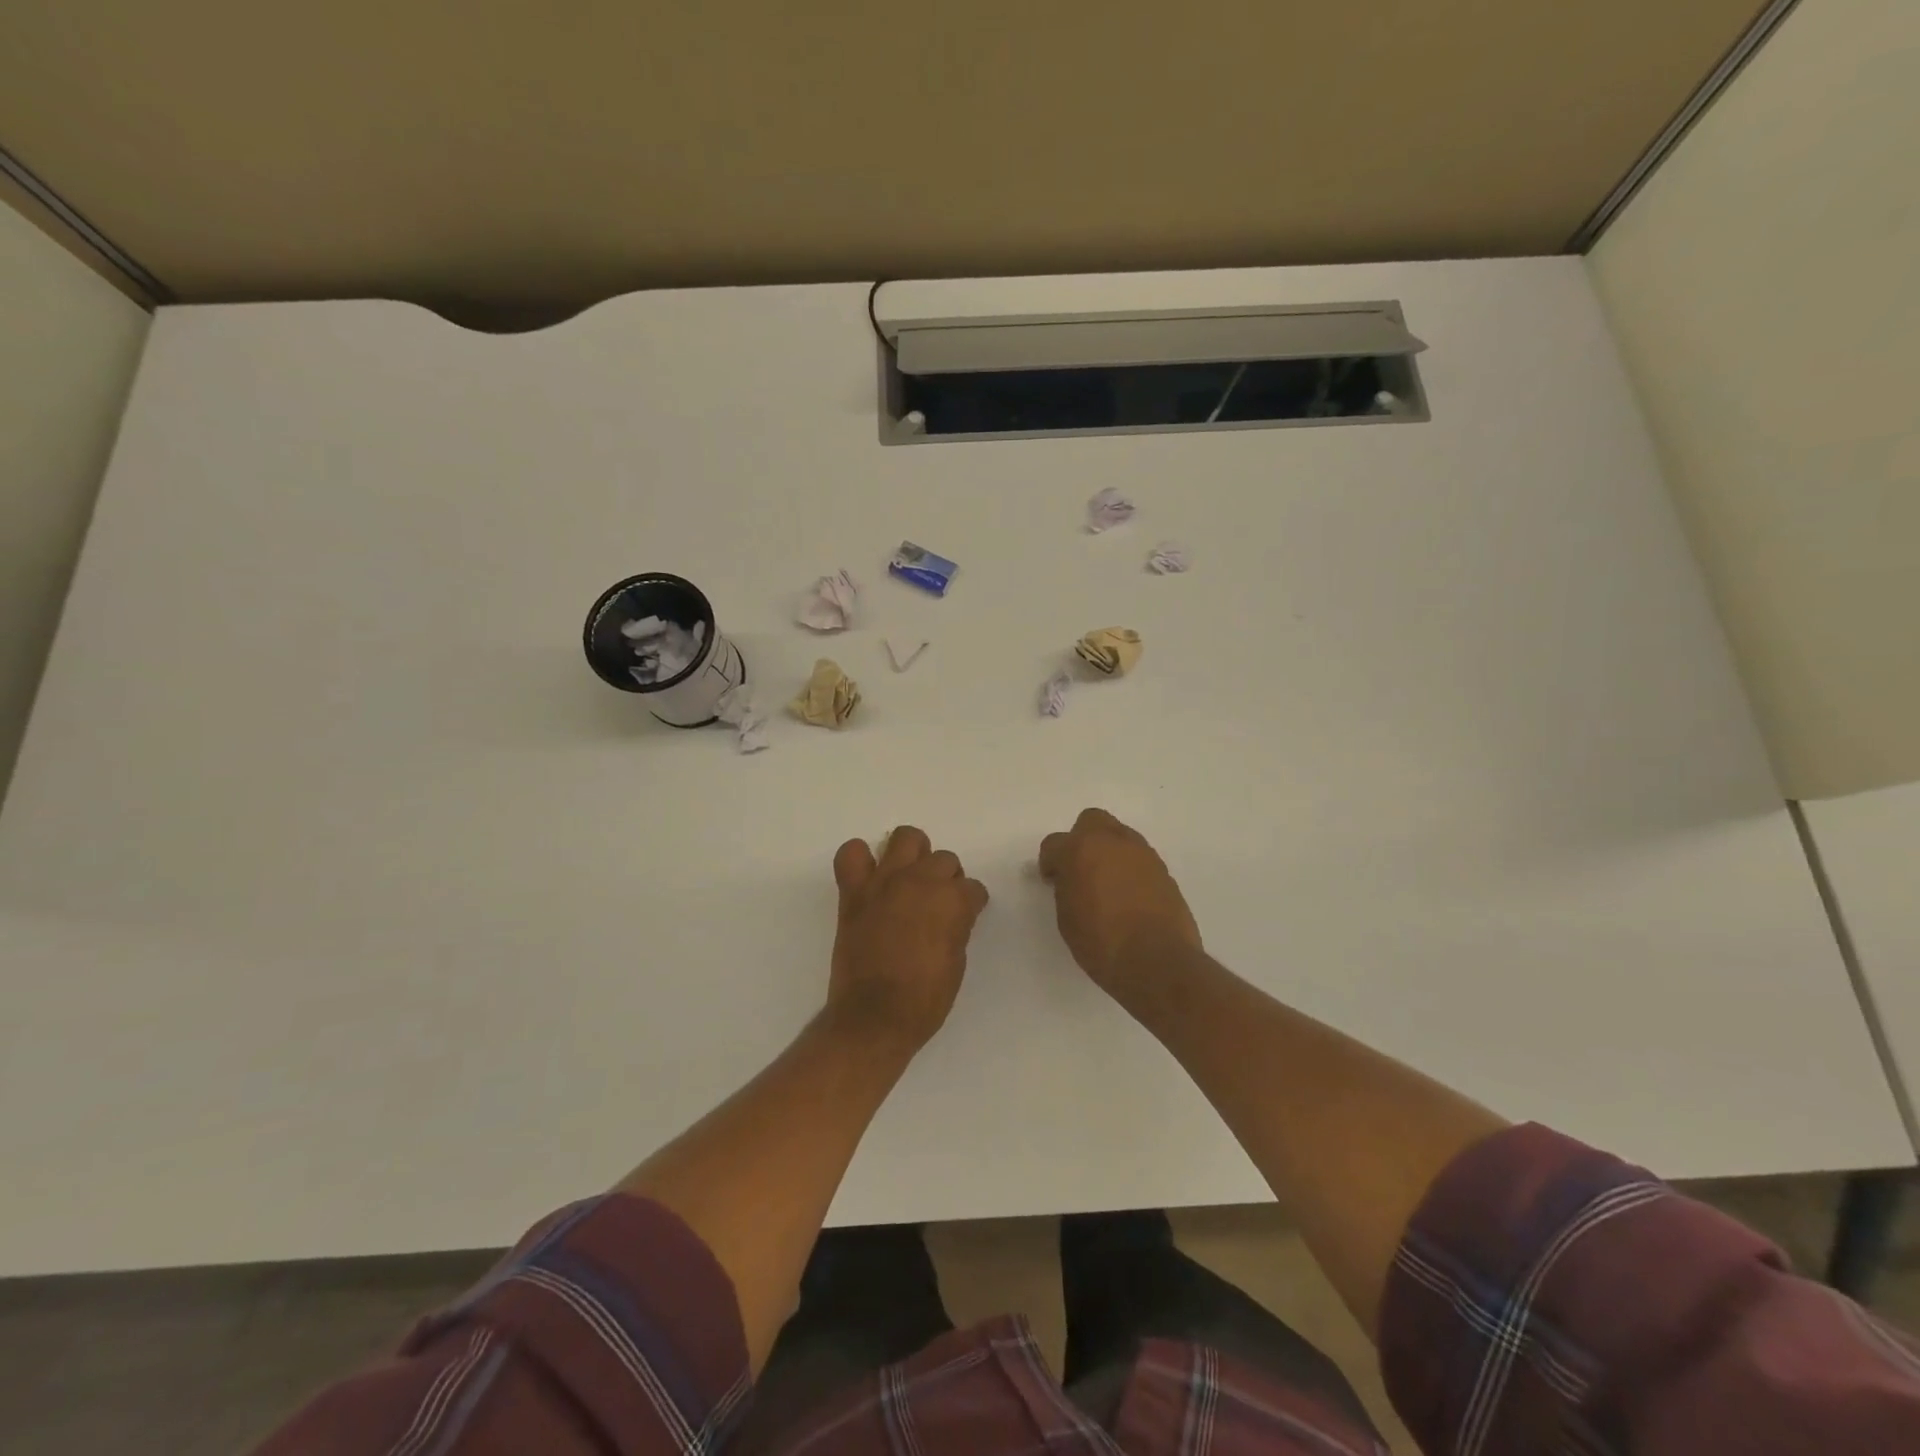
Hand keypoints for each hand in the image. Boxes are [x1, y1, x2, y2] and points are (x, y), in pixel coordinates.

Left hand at [829, 826, 989, 1049]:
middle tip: (937, 902)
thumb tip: (953, 915)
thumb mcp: (956, 963)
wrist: (874, 1018)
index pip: (973, 888)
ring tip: (909, 878)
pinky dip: (860, 859)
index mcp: (953, 901)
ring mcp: (885, 881)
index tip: (965, 916)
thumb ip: (957, 927)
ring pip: (906, 838)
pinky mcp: (855, 891)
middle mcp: (921, 881)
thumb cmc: (924, 1000)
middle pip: (944, 859)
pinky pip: (852, 853)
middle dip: (947, 878)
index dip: (971, 903)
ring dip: (913, 855)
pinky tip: (869, 877)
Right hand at [1038, 808, 1201, 1003]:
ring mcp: (1143, 853)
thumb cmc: (1101, 943)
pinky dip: (1131, 869)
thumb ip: (1066, 888)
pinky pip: (1140, 858)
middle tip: (1080, 869)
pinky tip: (1130, 896)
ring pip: (1120, 836)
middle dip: (1082, 840)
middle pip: (1091, 821)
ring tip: (1108, 884)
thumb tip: (1070, 879)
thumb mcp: (1067, 918)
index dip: (1050, 862)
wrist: (1157, 961)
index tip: (1053, 881)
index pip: (1054, 843)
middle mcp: (1112, 842)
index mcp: (1080, 850)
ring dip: (1110, 852)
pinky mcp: (1164, 870)